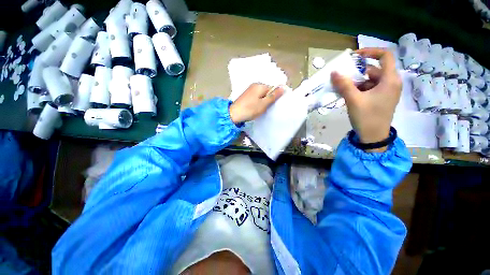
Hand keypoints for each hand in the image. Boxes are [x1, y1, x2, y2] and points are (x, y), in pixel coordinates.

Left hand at [229, 83, 284, 123]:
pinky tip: (256, 108)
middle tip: (268, 108)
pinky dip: (258, 101)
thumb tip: (283, 87)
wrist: (234, 114)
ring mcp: (249, 90)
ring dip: (263, 101)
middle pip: (267, 91)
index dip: (275, 96)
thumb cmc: (250, 109)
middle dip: (269, 99)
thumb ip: (273, 96)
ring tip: (262, 109)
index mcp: (260, 85)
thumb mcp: (264, 104)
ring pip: (261, 94)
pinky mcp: (246, 95)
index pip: (273, 88)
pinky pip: (256, 97)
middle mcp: (254, 85)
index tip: (274, 105)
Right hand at [331, 48, 401, 151]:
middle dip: (357, 73)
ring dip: (355, 83)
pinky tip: (348, 96)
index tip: (354, 57)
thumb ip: (344, 85)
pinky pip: (369, 88)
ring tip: (342, 90)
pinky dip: (358, 89)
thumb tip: (334, 72)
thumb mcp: (354, 100)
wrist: (373, 137)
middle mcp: (391, 82)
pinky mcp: (381, 98)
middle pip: (374, 69)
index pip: (385, 56)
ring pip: (369, 80)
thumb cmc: (367, 118)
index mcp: (390, 80)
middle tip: (341, 78)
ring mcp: (386, 91)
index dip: (370, 52)